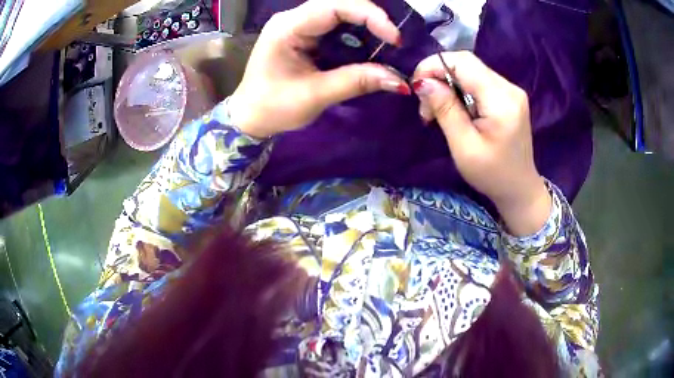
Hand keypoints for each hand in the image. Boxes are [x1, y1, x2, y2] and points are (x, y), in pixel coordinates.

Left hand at [229, 0, 410, 138]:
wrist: (250, 117)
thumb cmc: (273, 107)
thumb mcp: (315, 95)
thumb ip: (356, 82)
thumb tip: (398, 80)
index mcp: (288, 27)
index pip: (334, 6)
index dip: (369, 16)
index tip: (394, 38)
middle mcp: (293, 18)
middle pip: (339, 3)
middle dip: (371, 18)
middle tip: (394, 41)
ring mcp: (298, 24)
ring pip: (340, 12)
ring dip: (366, 25)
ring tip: (387, 44)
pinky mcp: (305, 33)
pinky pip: (336, 24)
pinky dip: (356, 33)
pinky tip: (370, 46)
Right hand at [411, 52, 550, 235]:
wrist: (519, 188)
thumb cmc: (492, 175)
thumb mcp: (464, 147)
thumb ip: (446, 110)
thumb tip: (423, 82)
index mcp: (501, 100)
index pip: (463, 62)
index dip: (434, 65)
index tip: (416, 86)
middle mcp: (509, 88)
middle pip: (467, 62)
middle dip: (439, 75)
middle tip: (426, 104)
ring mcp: (511, 90)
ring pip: (471, 70)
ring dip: (448, 83)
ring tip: (438, 110)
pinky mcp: (509, 95)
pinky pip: (478, 80)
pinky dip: (460, 89)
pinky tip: (455, 108)